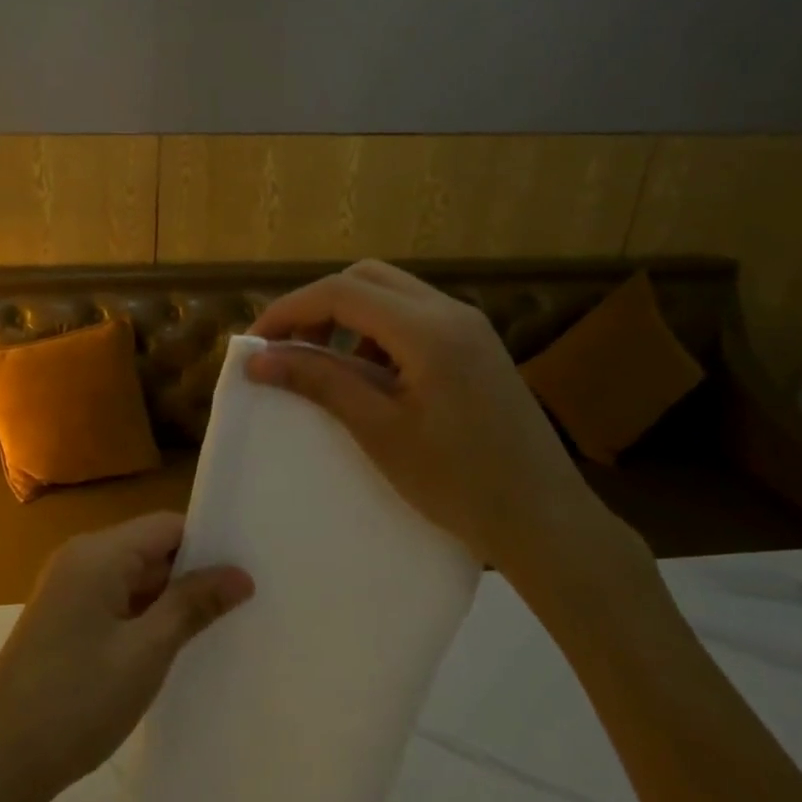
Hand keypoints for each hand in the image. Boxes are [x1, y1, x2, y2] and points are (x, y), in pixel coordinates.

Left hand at [0, 513, 252, 801]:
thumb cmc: (77, 701)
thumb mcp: (146, 653)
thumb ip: (192, 605)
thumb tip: (240, 573)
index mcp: (97, 553)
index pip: (166, 526)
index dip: (208, 544)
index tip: (250, 569)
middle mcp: (80, 558)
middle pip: (150, 549)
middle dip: (193, 574)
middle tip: (247, 601)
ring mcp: (68, 589)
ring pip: (134, 578)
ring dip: (170, 599)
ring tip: (223, 624)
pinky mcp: (63, 618)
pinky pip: (115, 601)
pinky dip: (145, 616)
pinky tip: (176, 645)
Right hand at [246, 260, 650, 600]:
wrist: (546, 522)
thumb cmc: (459, 483)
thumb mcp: (379, 431)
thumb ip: (319, 382)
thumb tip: (258, 359)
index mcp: (428, 329)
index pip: (341, 292)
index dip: (289, 310)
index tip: (255, 344)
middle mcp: (451, 312)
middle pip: (365, 278)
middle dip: (317, 306)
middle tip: (287, 348)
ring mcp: (470, 327)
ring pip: (390, 295)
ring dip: (347, 318)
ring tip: (323, 364)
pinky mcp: (477, 347)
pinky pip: (413, 318)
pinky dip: (377, 334)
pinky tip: (370, 378)